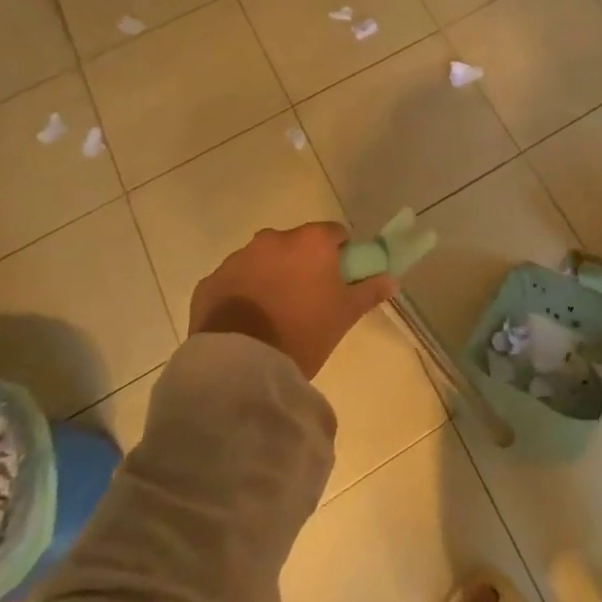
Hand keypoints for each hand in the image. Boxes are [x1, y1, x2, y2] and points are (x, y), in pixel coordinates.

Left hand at [187, 221, 396, 378]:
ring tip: (274, 314)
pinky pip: (234, 281)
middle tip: (308, 299)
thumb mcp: (345, 314)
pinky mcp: (209, 282)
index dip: (340, 255)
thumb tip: (392, 279)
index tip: (338, 280)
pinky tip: (246, 322)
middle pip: (296, 245)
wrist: (240, 366)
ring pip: (263, 261)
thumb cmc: (303, 332)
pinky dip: (242, 293)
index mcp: (311, 241)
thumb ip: (370, 290)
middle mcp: (273, 239)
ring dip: (271, 276)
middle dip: (303, 264)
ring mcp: (237, 258)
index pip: (335, 234)